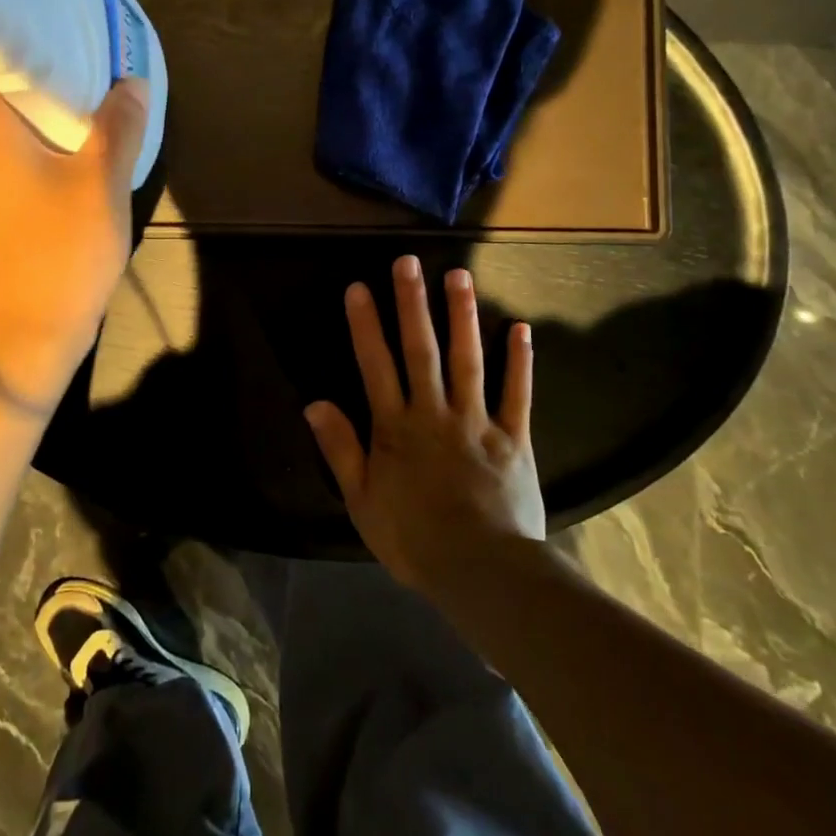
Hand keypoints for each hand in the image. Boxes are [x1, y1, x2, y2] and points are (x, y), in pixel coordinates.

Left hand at [0, 58, 145, 412]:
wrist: (16, 347)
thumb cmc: (59, 254)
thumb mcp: (103, 186)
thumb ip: (118, 129)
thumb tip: (131, 84)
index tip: (29, 35)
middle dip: (21, 94)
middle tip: (69, 88)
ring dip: (18, 140)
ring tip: (67, 141)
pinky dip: (10, 176)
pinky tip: (47, 195)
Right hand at [305, 254, 545, 596]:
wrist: (481, 573)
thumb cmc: (414, 539)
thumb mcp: (362, 501)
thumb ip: (340, 449)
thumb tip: (314, 403)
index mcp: (396, 428)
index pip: (376, 366)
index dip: (365, 325)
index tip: (359, 287)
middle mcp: (434, 412)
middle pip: (421, 350)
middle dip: (413, 304)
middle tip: (408, 262)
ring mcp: (477, 421)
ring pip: (468, 360)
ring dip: (463, 316)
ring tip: (459, 276)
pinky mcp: (513, 438)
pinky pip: (518, 394)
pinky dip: (520, 362)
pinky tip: (521, 328)